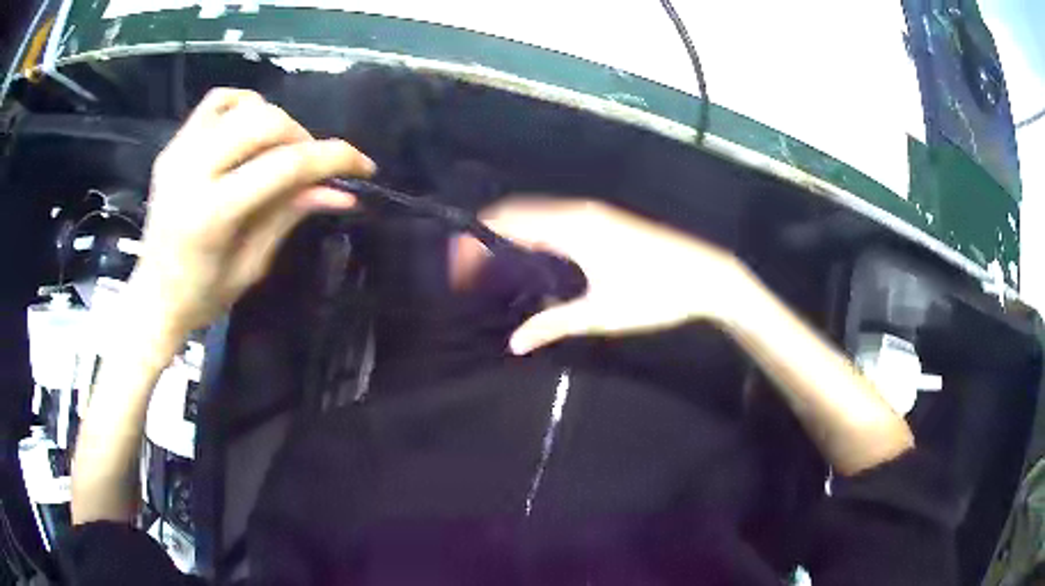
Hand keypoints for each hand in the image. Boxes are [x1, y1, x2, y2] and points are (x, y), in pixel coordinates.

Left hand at [129, 89, 375, 338]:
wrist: (154, 297)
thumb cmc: (202, 296)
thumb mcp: (252, 265)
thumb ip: (291, 216)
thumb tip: (341, 192)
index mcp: (212, 214)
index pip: (285, 166)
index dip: (333, 158)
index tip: (363, 165)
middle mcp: (192, 172)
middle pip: (266, 123)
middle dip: (303, 138)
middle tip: (310, 167)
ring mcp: (178, 153)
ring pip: (244, 106)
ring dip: (275, 122)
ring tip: (278, 151)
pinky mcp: (173, 146)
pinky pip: (216, 102)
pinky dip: (243, 106)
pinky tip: (250, 129)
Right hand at [475, 198, 754, 353]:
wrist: (706, 275)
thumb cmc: (656, 293)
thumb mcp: (602, 314)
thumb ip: (554, 324)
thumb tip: (514, 343)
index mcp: (572, 227)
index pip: (508, 222)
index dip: (475, 241)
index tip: (455, 269)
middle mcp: (578, 211)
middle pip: (517, 213)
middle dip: (485, 237)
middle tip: (466, 271)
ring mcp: (593, 213)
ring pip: (536, 214)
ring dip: (509, 234)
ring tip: (489, 267)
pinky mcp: (604, 220)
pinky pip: (554, 219)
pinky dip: (531, 233)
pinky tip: (529, 258)